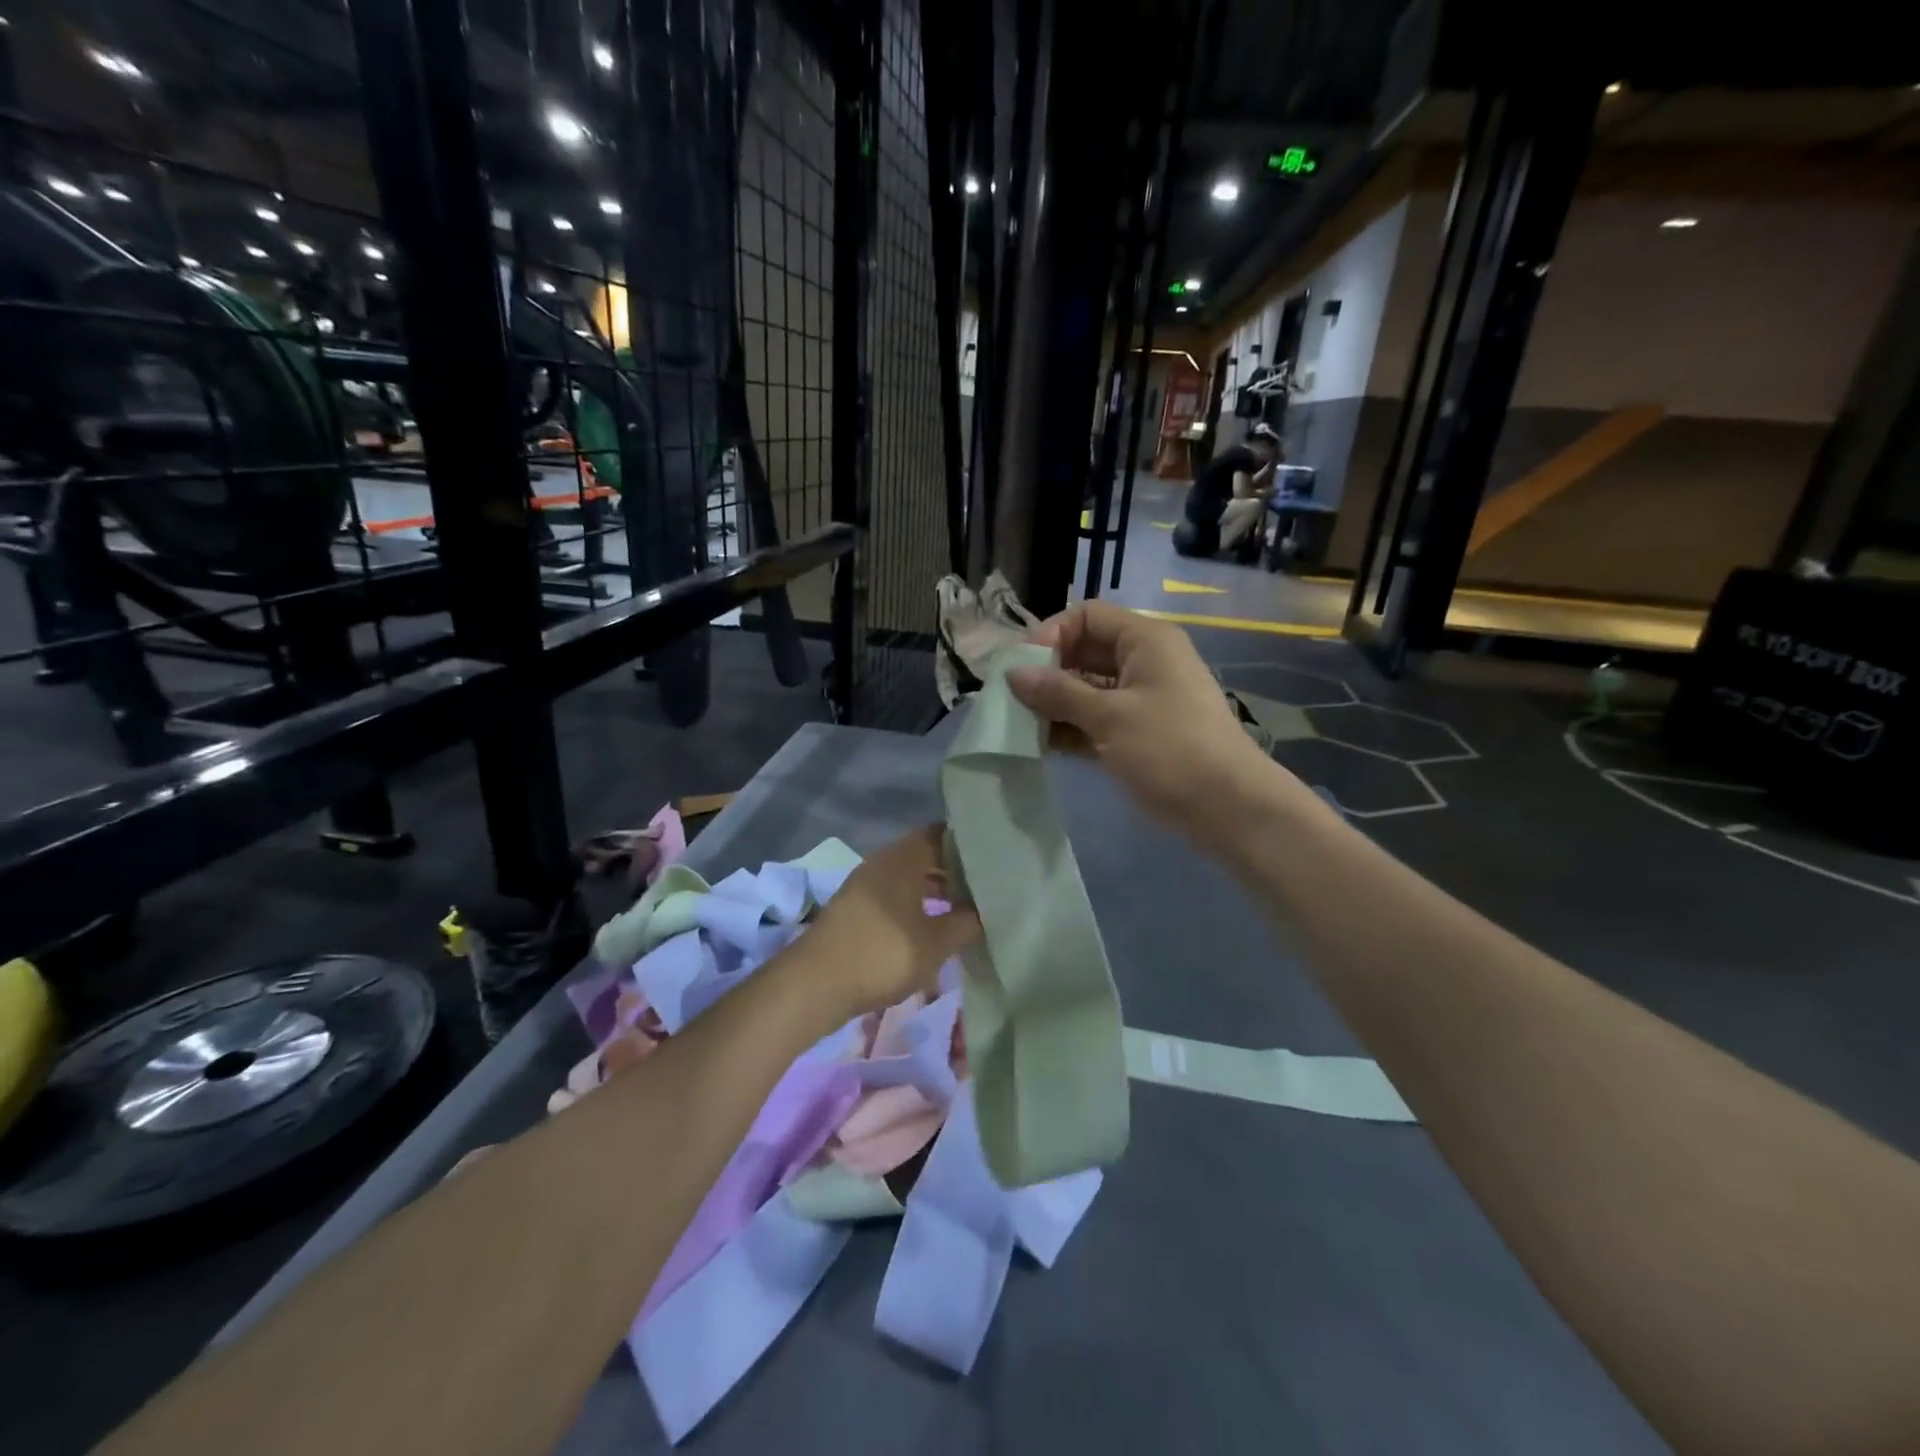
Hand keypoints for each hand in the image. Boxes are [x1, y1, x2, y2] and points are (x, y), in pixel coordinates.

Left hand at [799, 827, 980, 1016]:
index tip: (993, 857)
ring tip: (964, 910)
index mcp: (903, 858)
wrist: (816, 984)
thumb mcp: (935, 943)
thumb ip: (965, 922)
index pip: (941, 834)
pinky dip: (915, 905)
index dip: (967, 843)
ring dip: (935, 891)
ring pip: (909, 878)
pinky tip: (931, 927)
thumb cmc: (883, 953)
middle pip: (925, 856)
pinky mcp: (855, 908)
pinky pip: (894, 895)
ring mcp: (865, 885)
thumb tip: (985, 910)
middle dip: (954, 871)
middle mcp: (882, 862)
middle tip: (985, 887)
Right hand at [1006, 601, 1284, 846]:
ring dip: (1053, 704)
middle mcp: (1142, 662)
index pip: (1088, 616)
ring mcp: (1140, 700)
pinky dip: (1070, 729)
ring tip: (1018, 725)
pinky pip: (1094, 720)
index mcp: (1145, 641)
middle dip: (1047, 673)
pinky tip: (1039, 745)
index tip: (1025, 667)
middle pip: (1084, 652)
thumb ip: (1058, 693)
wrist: (1227, 807)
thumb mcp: (1110, 716)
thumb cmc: (1169, 748)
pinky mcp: (1136, 734)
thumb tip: (1013, 674)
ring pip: (1086, 690)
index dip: (1053, 634)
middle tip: (1012, 699)